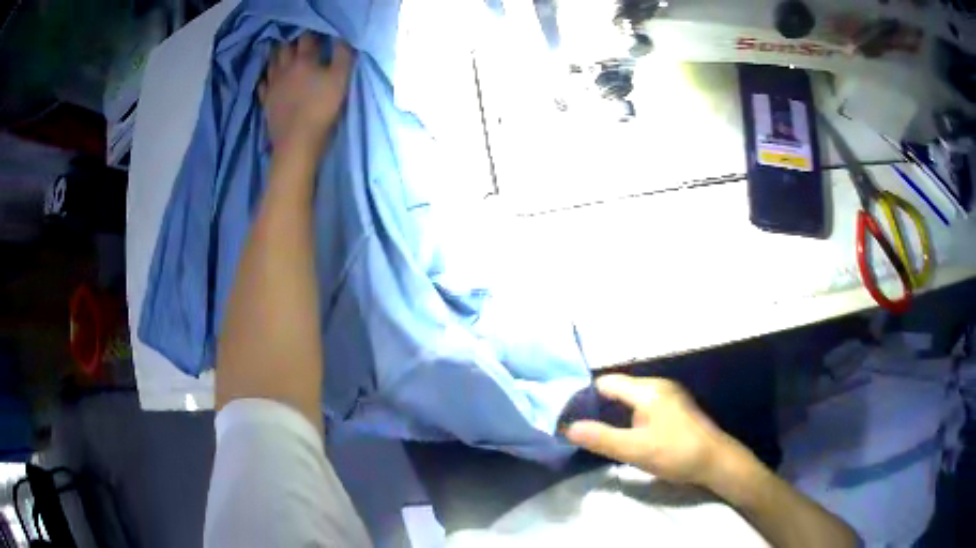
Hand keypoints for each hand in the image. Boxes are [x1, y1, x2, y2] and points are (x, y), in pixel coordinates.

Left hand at [259, 33, 353, 152]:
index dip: (312, 33)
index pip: (306, 38)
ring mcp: (272, 85)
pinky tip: (269, 79)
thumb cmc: (322, 108)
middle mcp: (284, 68)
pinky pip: (262, 84)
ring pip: (271, 63)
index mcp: (304, 60)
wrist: (297, 141)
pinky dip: (266, 78)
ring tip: (282, 55)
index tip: (318, 34)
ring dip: (277, 56)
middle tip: (298, 42)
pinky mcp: (266, 101)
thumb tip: (341, 38)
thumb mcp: (341, 79)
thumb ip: (342, 55)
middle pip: (285, 48)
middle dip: (291, 42)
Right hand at [566, 375, 739, 486]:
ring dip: (613, 414)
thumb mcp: (635, 450)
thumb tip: (568, 428)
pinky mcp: (674, 409)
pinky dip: (628, 417)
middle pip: (618, 389)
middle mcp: (658, 386)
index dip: (585, 397)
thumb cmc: (676, 453)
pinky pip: (642, 406)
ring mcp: (668, 396)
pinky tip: (624, 435)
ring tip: (596, 434)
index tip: (567, 417)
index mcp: (648, 390)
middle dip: (598, 407)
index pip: (606, 383)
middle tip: (579, 429)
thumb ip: (602, 439)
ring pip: (630, 399)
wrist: (716, 461)